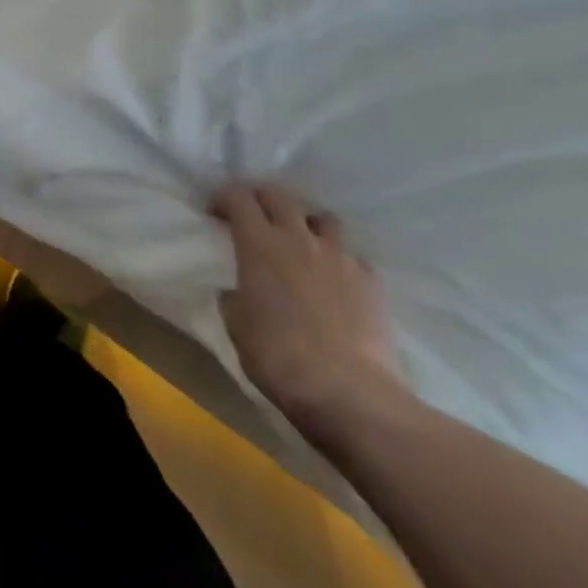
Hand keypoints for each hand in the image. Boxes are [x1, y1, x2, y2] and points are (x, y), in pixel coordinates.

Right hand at [212, 185, 408, 444]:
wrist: (348, 392)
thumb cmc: (277, 356)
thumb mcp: (236, 323)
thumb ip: (237, 294)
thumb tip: (242, 290)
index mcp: (259, 244)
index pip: (238, 198)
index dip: (223, 199)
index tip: (215, 214)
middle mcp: (299, 239)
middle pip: (280, 196)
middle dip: (261, 200)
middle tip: (252, 219)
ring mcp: (340, 258)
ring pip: (323, 218)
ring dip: (306, 223)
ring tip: (300, 243)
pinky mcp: (372, 281)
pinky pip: (353, 256)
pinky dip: (339, 259)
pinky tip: (335, 281)